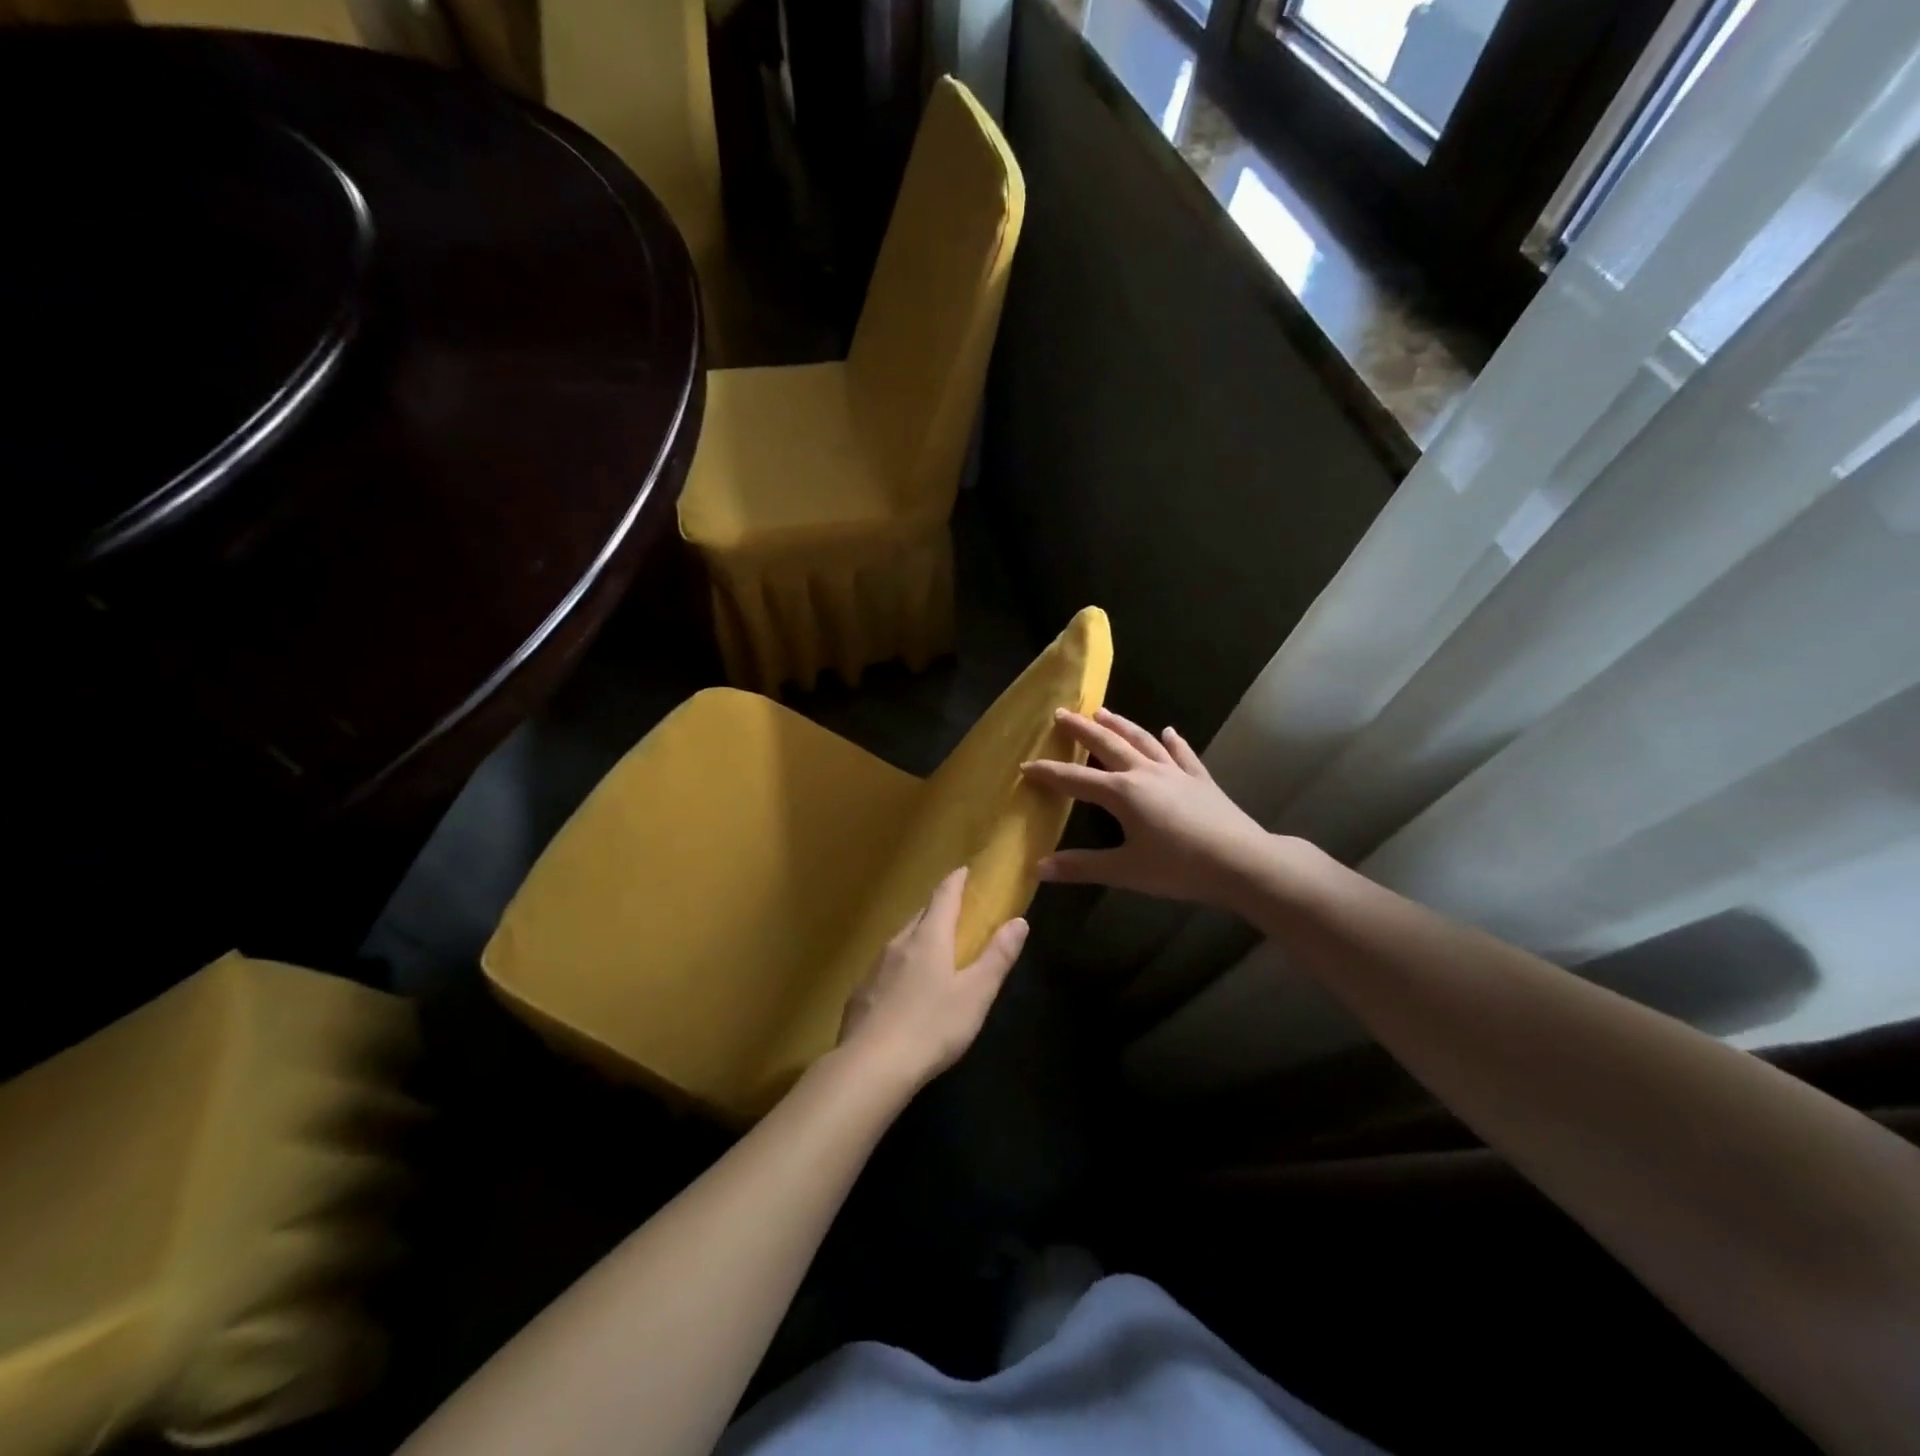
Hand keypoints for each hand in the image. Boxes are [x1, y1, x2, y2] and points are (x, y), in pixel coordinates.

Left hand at [836, 867, 1027, 1091]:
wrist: (870, 1066)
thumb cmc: (932, 1027)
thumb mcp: (976, 994)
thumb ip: (997, 957)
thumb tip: (1019, 920)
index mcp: (929, 938)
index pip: (944, 897)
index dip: (956, 881)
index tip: (963, 870)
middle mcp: (899, 943)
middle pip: (919, 916)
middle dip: (936, 908)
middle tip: (952, 910)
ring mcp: (875, 967)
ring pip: (900, 940)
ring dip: (916, 937)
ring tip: (930, 946)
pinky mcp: (860, 993)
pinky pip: (884, 967)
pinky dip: (899, 965)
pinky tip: (903, 987)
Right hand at [1021, 708, 1273, 911]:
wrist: (1242, 862)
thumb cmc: (1179, 867)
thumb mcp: (1125, 871)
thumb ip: (1081, 867)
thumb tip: (1038, 869)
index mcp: (1122, 793)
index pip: (1075, 780)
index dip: (1049, 773)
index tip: (1026, 765)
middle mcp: (1145, 773)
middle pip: (1108, 745)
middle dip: (1082, 730)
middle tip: (1062, 714)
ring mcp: (1175, 773)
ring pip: (1142, 741)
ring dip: (1121, 725)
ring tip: (1102, 711)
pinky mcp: (1201, 780)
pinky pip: (1183, 755)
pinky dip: (1173, 742)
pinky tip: (1169, 732)